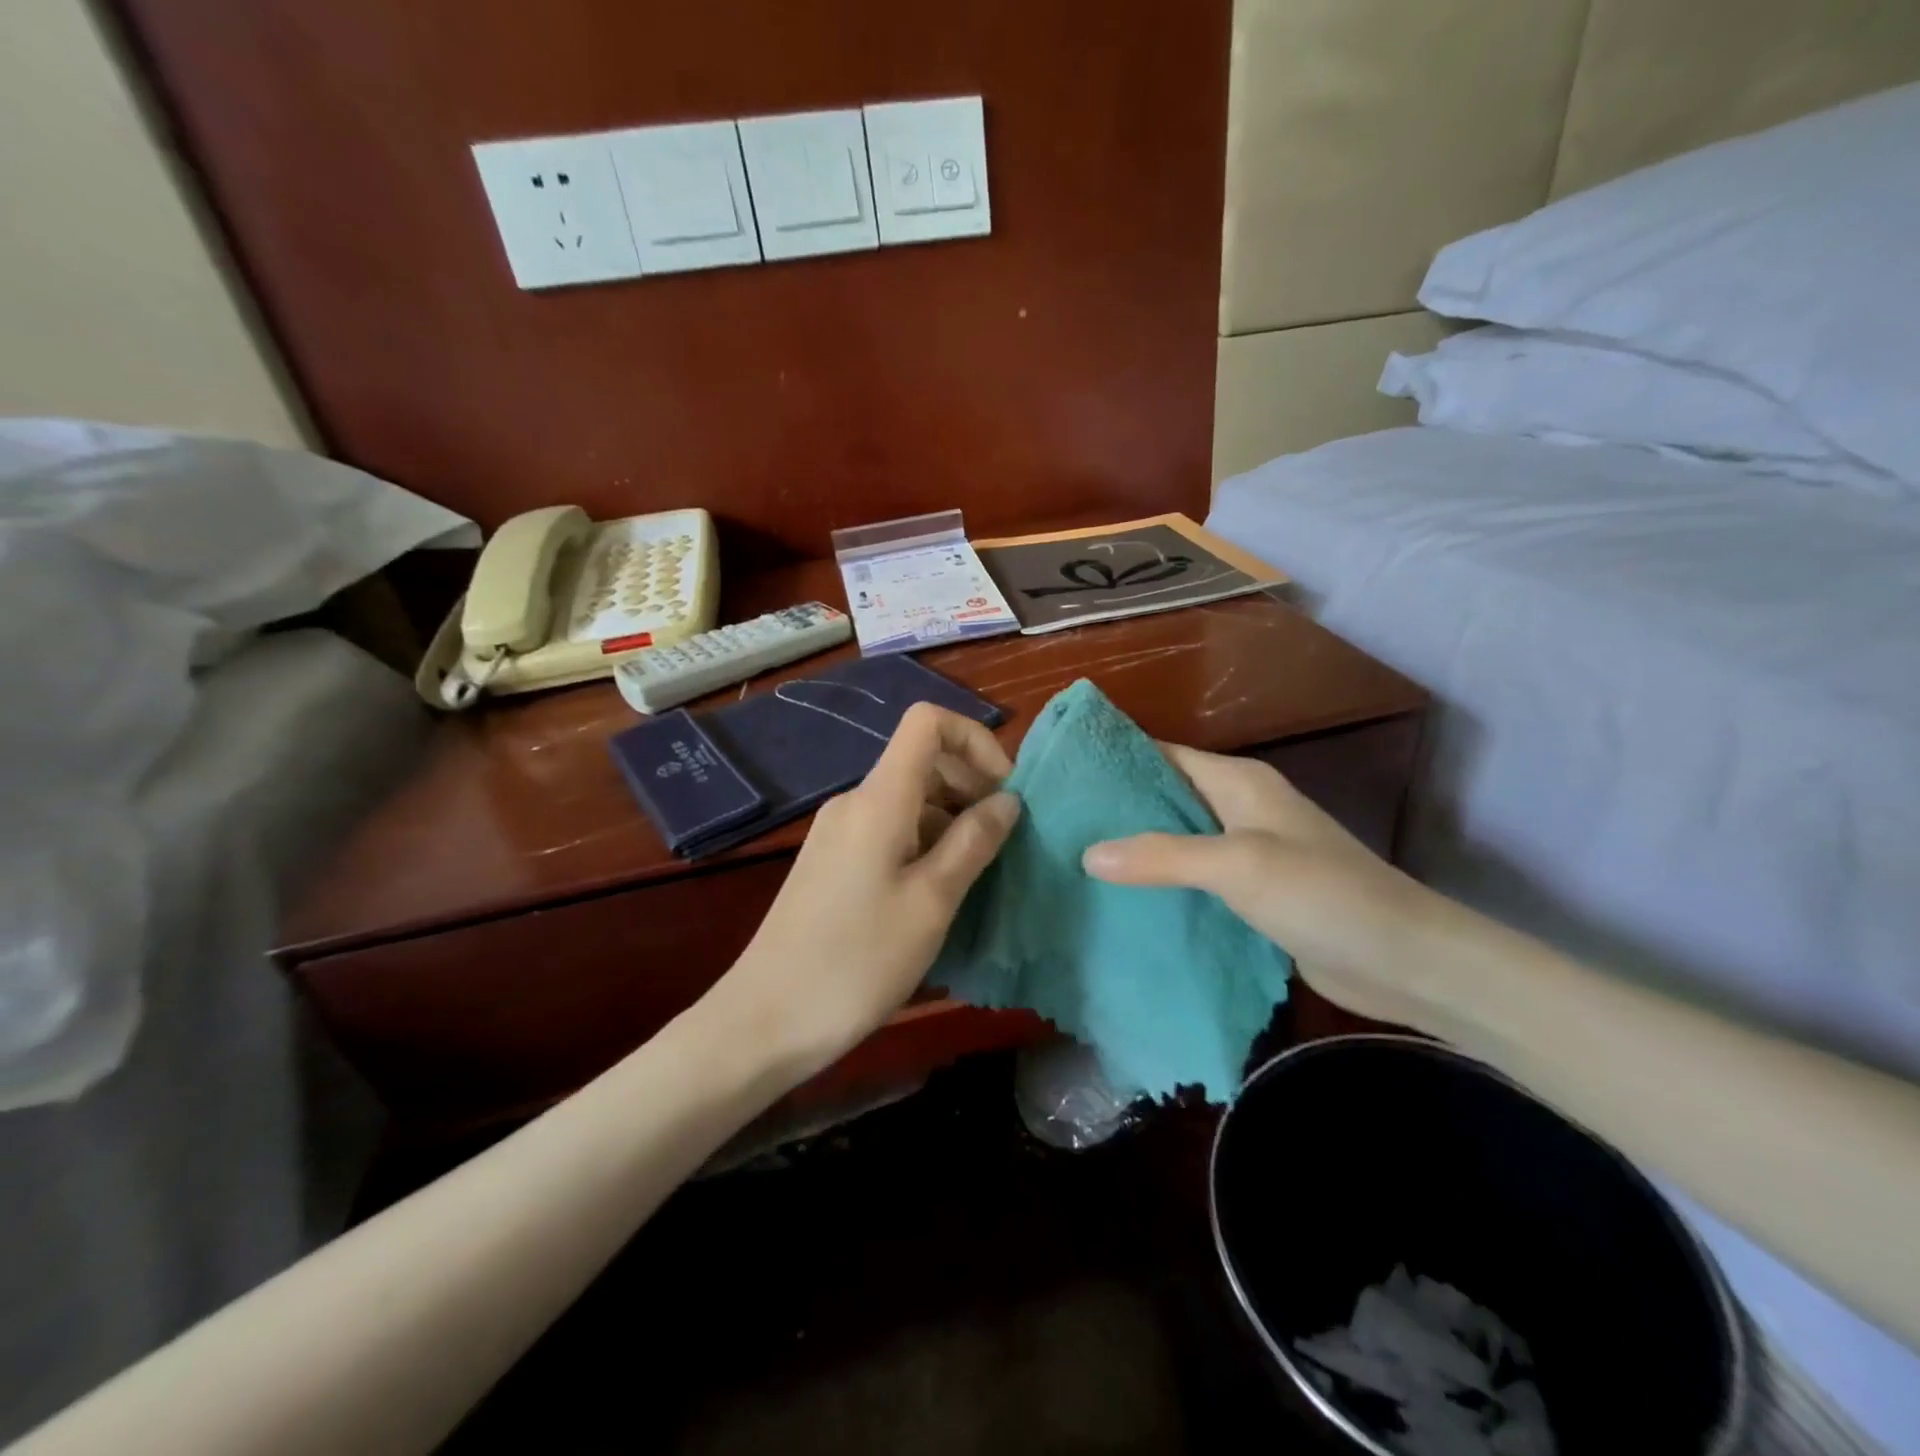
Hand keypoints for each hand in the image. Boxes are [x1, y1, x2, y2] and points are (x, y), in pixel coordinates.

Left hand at [711, 703, 1020, 1081]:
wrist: (766, 1020)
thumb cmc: (857, 961)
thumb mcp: (931, 902)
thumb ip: (972, 842)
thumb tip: (1007, 800)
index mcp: (879, 799)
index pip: (927, 721)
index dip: (975, 740)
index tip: (1005, 793)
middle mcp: (856, 802)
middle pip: (923, 762)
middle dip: (971, 789)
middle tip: (1003, 844)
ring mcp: (840, 833)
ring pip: (910, 802)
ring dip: (951, 824)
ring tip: (977, 878)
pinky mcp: (832, 863)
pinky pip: (890, 832)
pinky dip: (925, 846)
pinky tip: (938, 895)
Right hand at [1081, 744, 1443, 1025]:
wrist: (1404, 960)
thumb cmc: (1322, 894)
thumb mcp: (1237, 865)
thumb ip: (1162, 856)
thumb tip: (1087, 853)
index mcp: (1239, 782)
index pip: (1164, 754)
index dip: (1117, 758)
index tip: (1063, 771)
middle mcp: (1240, 809)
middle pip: (1167, 796)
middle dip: (1117, 807)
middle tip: (1056, 822)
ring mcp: (1248, 853)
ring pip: (1178, 840)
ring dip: (1136, 849)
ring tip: (1074, 858)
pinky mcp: (1253, 894)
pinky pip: (1194, 879)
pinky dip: (1161, 884)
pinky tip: (1121, 900)